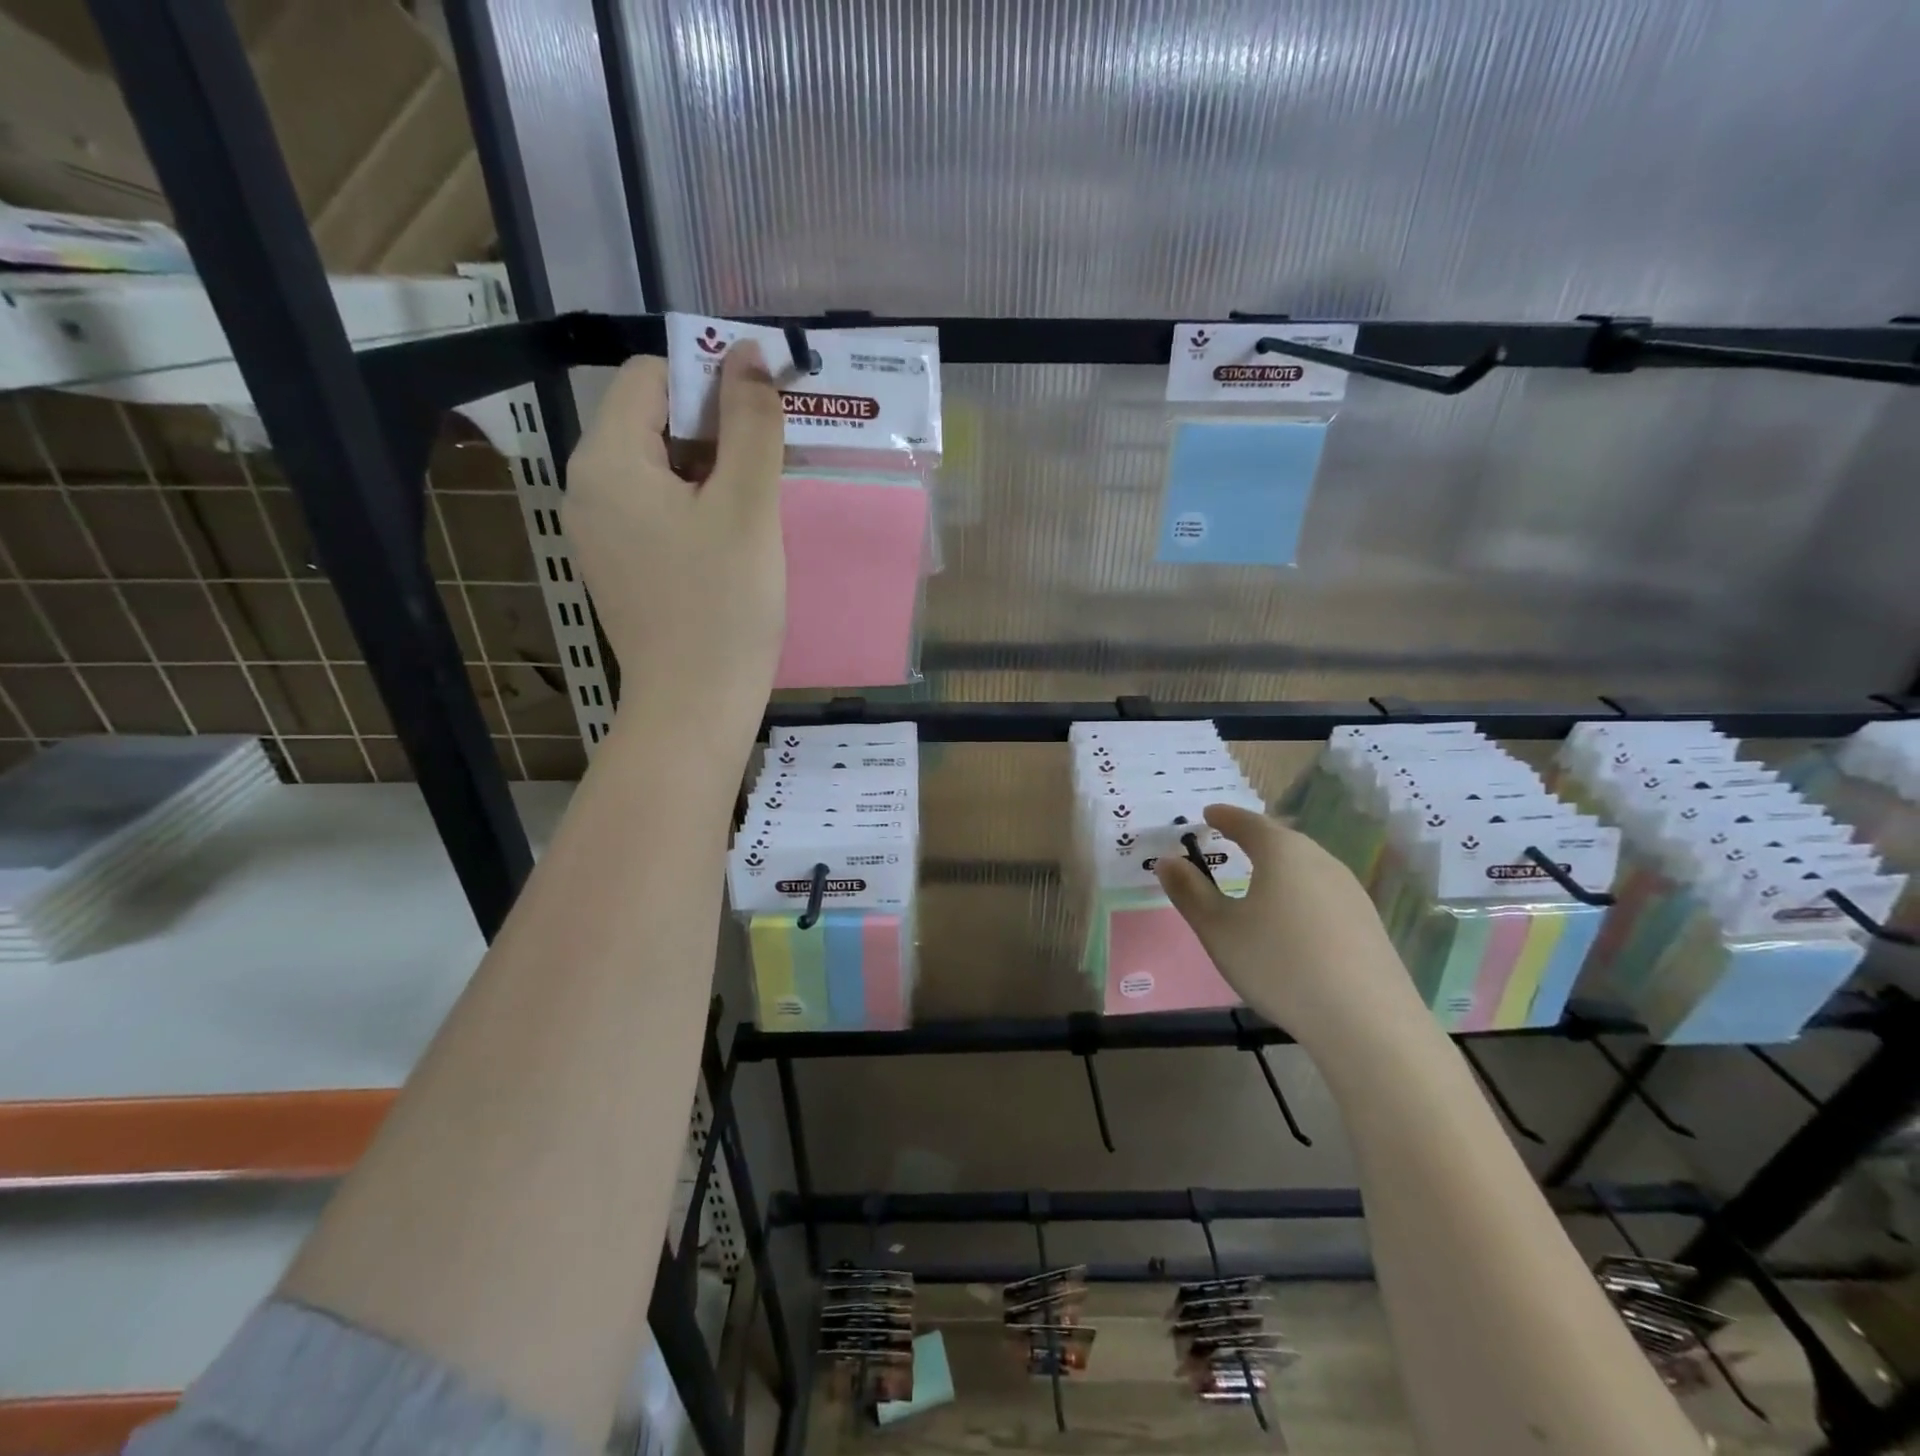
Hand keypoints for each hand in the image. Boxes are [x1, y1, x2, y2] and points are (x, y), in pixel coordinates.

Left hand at [564, 344, 785, 736]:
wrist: (695, 705)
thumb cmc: (724, 604)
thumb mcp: (747, 505)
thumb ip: (750, 423)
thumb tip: (747, 354)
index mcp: (606, 460)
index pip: (650, 377)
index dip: (709, 383)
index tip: (760, 423)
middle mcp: (586, 488)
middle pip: (651, 422)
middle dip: (714, 433)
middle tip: (766, 476)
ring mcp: (597, 532)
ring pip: (658, 470)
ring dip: (711, 474)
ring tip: (754, 516)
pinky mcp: (617, 567)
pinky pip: (655, 513)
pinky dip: (695, 511)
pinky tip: (730, 547)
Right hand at [1154, 804, 1422, 1046]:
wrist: (1366, 1023)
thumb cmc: (1277, 964)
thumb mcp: (1218, 929)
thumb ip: (1190, 892)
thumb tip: (1168, 861)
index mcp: (1282, 852)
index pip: (1248, 822)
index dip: (1225, 817)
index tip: (1208, 814)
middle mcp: (1320, 860)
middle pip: (1282, 840)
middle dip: (1254, 837)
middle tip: (1231, 840)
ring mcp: (1350, 891)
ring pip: (1306, 866)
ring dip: (1280, 866)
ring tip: (1259, 878)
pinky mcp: (1368, 923)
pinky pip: (1324, 893)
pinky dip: (1300, 893)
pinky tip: (1294, 919)